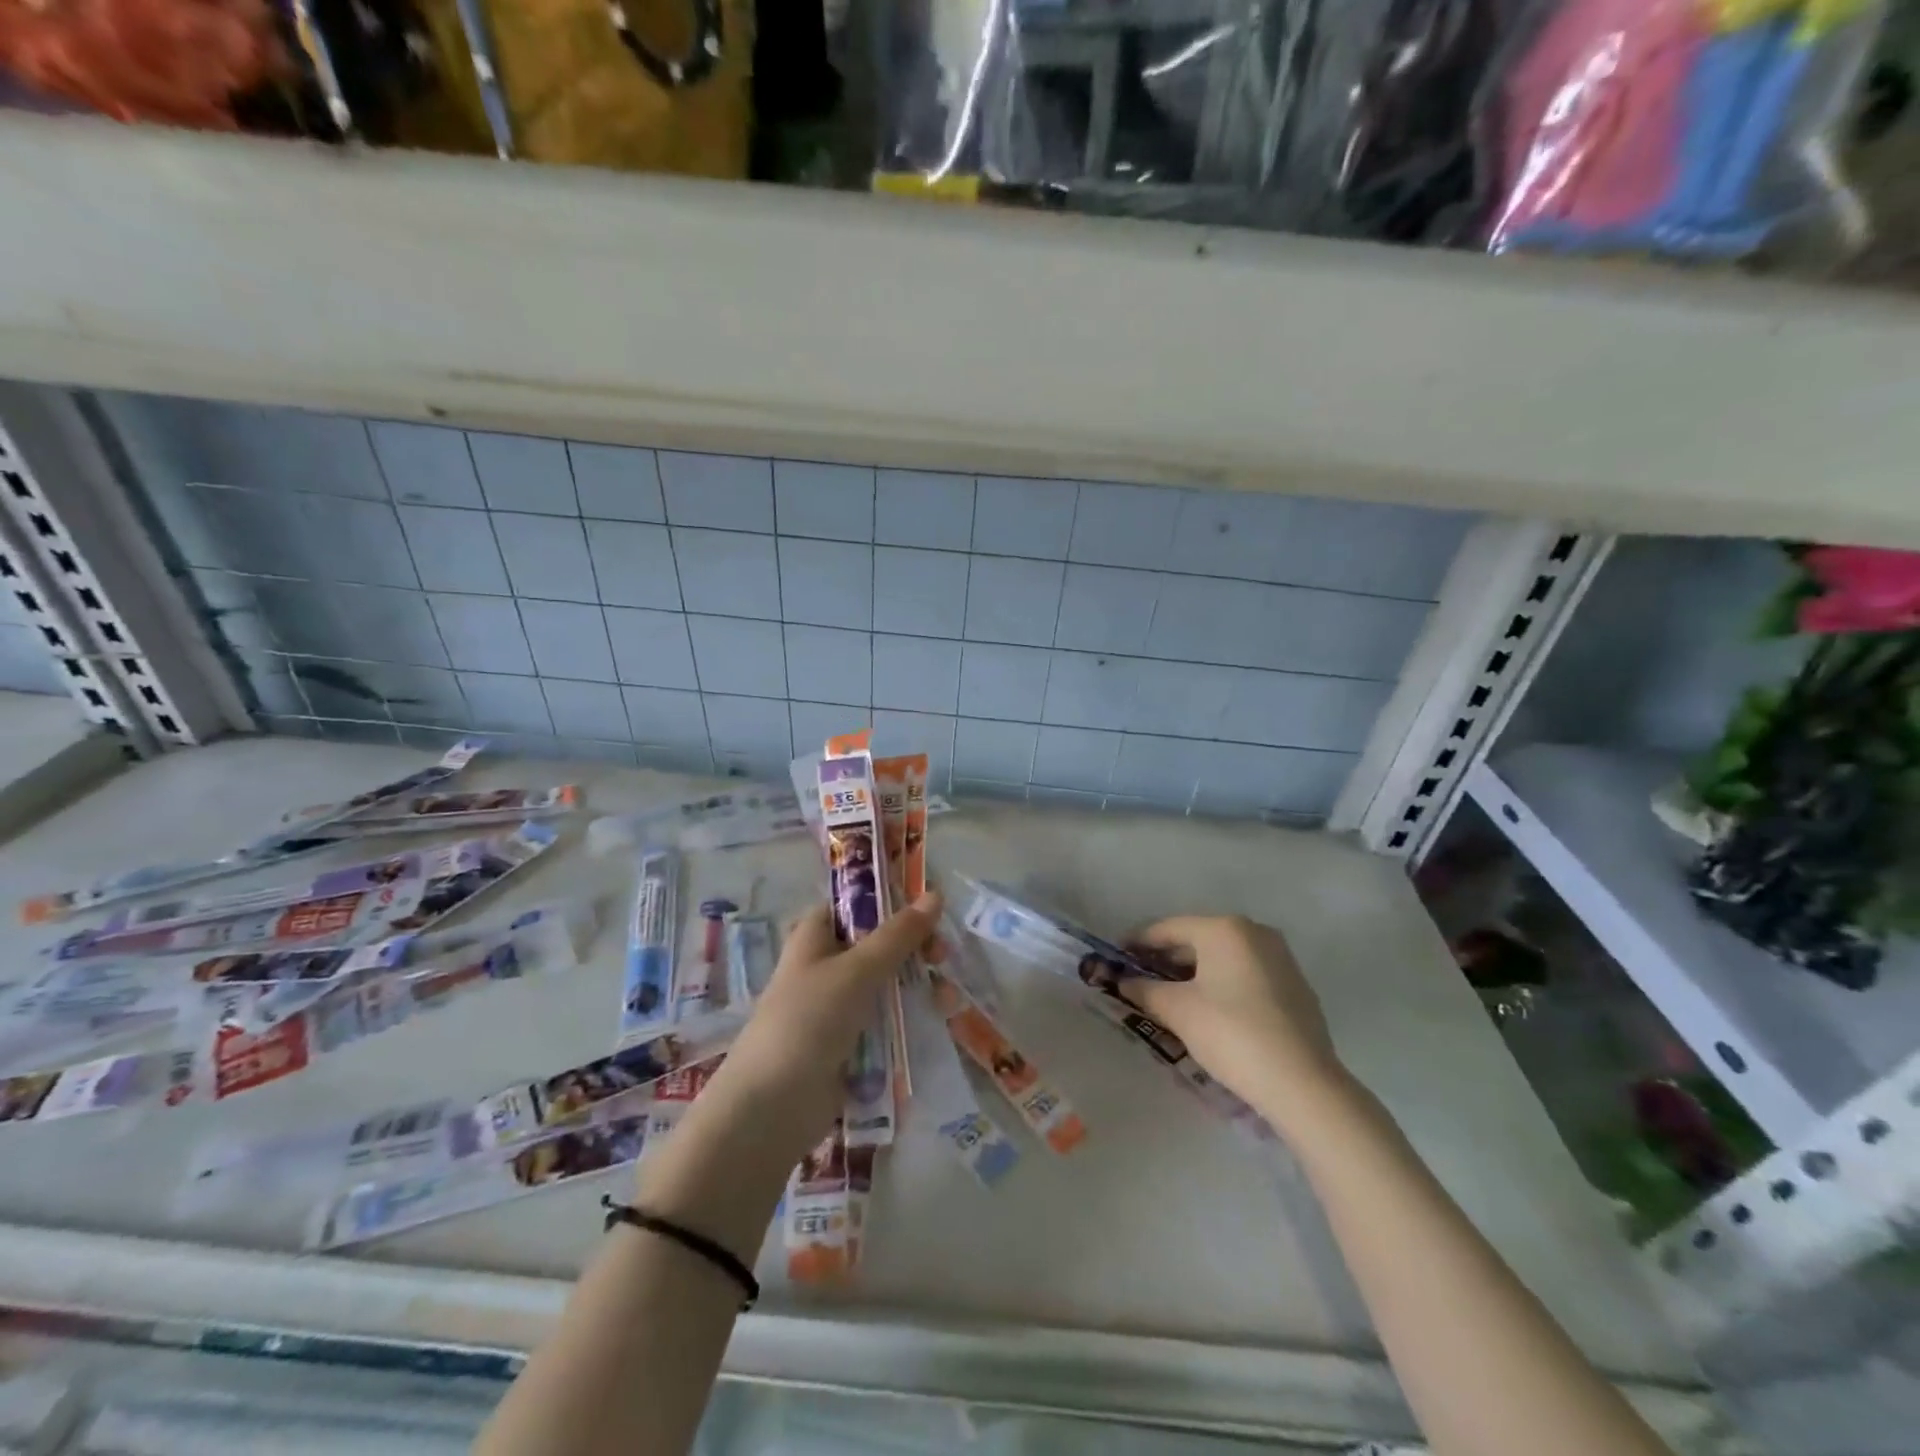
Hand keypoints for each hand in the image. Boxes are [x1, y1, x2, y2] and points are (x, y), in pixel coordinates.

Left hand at [714, 891, 942, 1154]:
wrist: (771, 1109)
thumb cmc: (807, 1021)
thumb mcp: (856, 971)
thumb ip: (898, 935)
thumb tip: (934, 894)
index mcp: (816, 937)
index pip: (857, 905)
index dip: (892, 902)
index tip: (930, 910)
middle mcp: (827, 966)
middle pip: (880, 945)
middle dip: (916, 950)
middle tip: (942, 958)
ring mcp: (838, 1007)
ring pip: (889, 986)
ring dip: (920, 988)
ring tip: (949, 1002)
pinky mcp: (851, 1044)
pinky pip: (888, 1022)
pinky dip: (912, 1020)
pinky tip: (940, 1024)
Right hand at [1120, 915, 1346, 1121]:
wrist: (1303, 1084)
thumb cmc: (1232, 1034)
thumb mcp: (1178, 1011)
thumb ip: (1145, 990)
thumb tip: (1123, 983)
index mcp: (1225, 929)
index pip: (1168, 928)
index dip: (1137, 943)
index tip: (1115, 958)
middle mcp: (1255, 933)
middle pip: (1197, 940)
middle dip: (1165, 960)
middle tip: (1139, 981)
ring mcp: (1280, 959)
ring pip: (1222, 958)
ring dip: (1193, 974)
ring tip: (1169, 997)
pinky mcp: (1295, 987)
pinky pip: (1245, 975)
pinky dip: (1221, 985)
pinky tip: (1208, 1011)